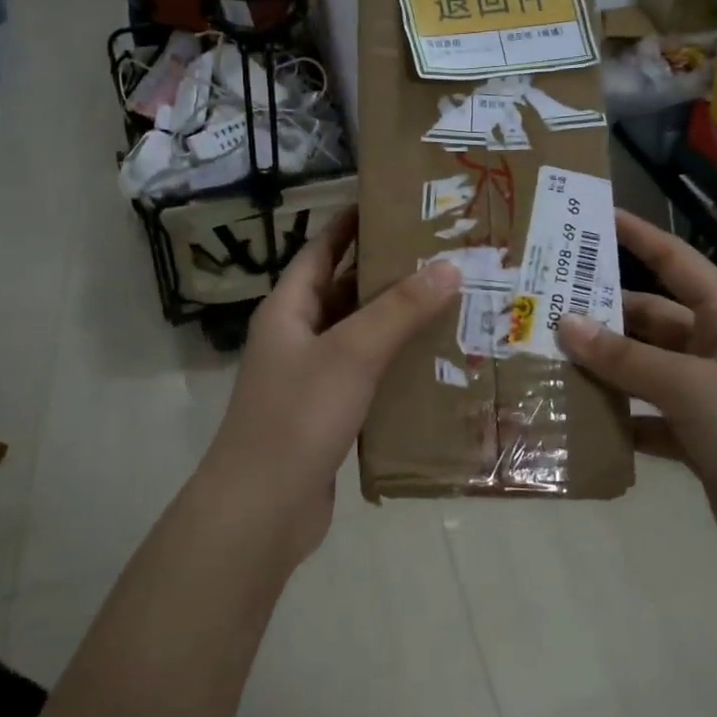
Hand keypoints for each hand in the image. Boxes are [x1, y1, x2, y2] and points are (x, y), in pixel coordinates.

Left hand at [204, 208, 459, 562]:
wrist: (263, 511)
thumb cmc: (299, 416)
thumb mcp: (352, 353)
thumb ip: (399, 309)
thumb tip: (449, 266)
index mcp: (289, 309)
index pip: (322, 249)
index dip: (353, 224)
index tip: (397, 205)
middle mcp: (297, 336)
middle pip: (345, 291)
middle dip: (389, 273)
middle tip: (444, 255)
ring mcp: (312, 377)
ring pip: (360, 336)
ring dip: (398, 321)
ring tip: (453, 302)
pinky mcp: (329, 414)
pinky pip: (368, 376)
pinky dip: (397, 365)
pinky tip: (437, 363)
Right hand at [557, 211, 716, 580]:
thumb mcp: (692, 389)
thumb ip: (627, 358)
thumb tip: (566, 324)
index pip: (677, 262)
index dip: (639, 236)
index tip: (592, 219)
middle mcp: (715, 351)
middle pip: (649, 319)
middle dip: (602, 313)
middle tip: (543, 306)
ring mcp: (706, 397)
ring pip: (642, 369)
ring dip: (603, 367)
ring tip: (545, 358)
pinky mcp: (696, 440)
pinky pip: (645, 417)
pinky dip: (616, 417)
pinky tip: (575, 417)